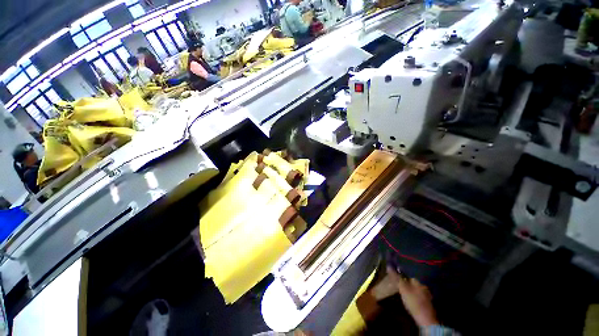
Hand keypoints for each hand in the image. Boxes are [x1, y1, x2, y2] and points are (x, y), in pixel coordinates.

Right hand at [387, 266, 438, 327]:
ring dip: (412, 292)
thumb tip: (388, 266)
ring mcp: (427, 296)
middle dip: (408, 285)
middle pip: (414, 284)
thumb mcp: (403, 288)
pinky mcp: (428, 305)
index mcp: (418, 282)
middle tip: (400, 289)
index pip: (409, 276)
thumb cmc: (413, 301)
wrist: (426, 319)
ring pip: (417, 291)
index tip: (397, 281)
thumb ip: (396, 278)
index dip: (403, 278)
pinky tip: (412, 302)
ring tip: (405, 296)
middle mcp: (424, 287)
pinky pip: (420, 298)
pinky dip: (415, 299)